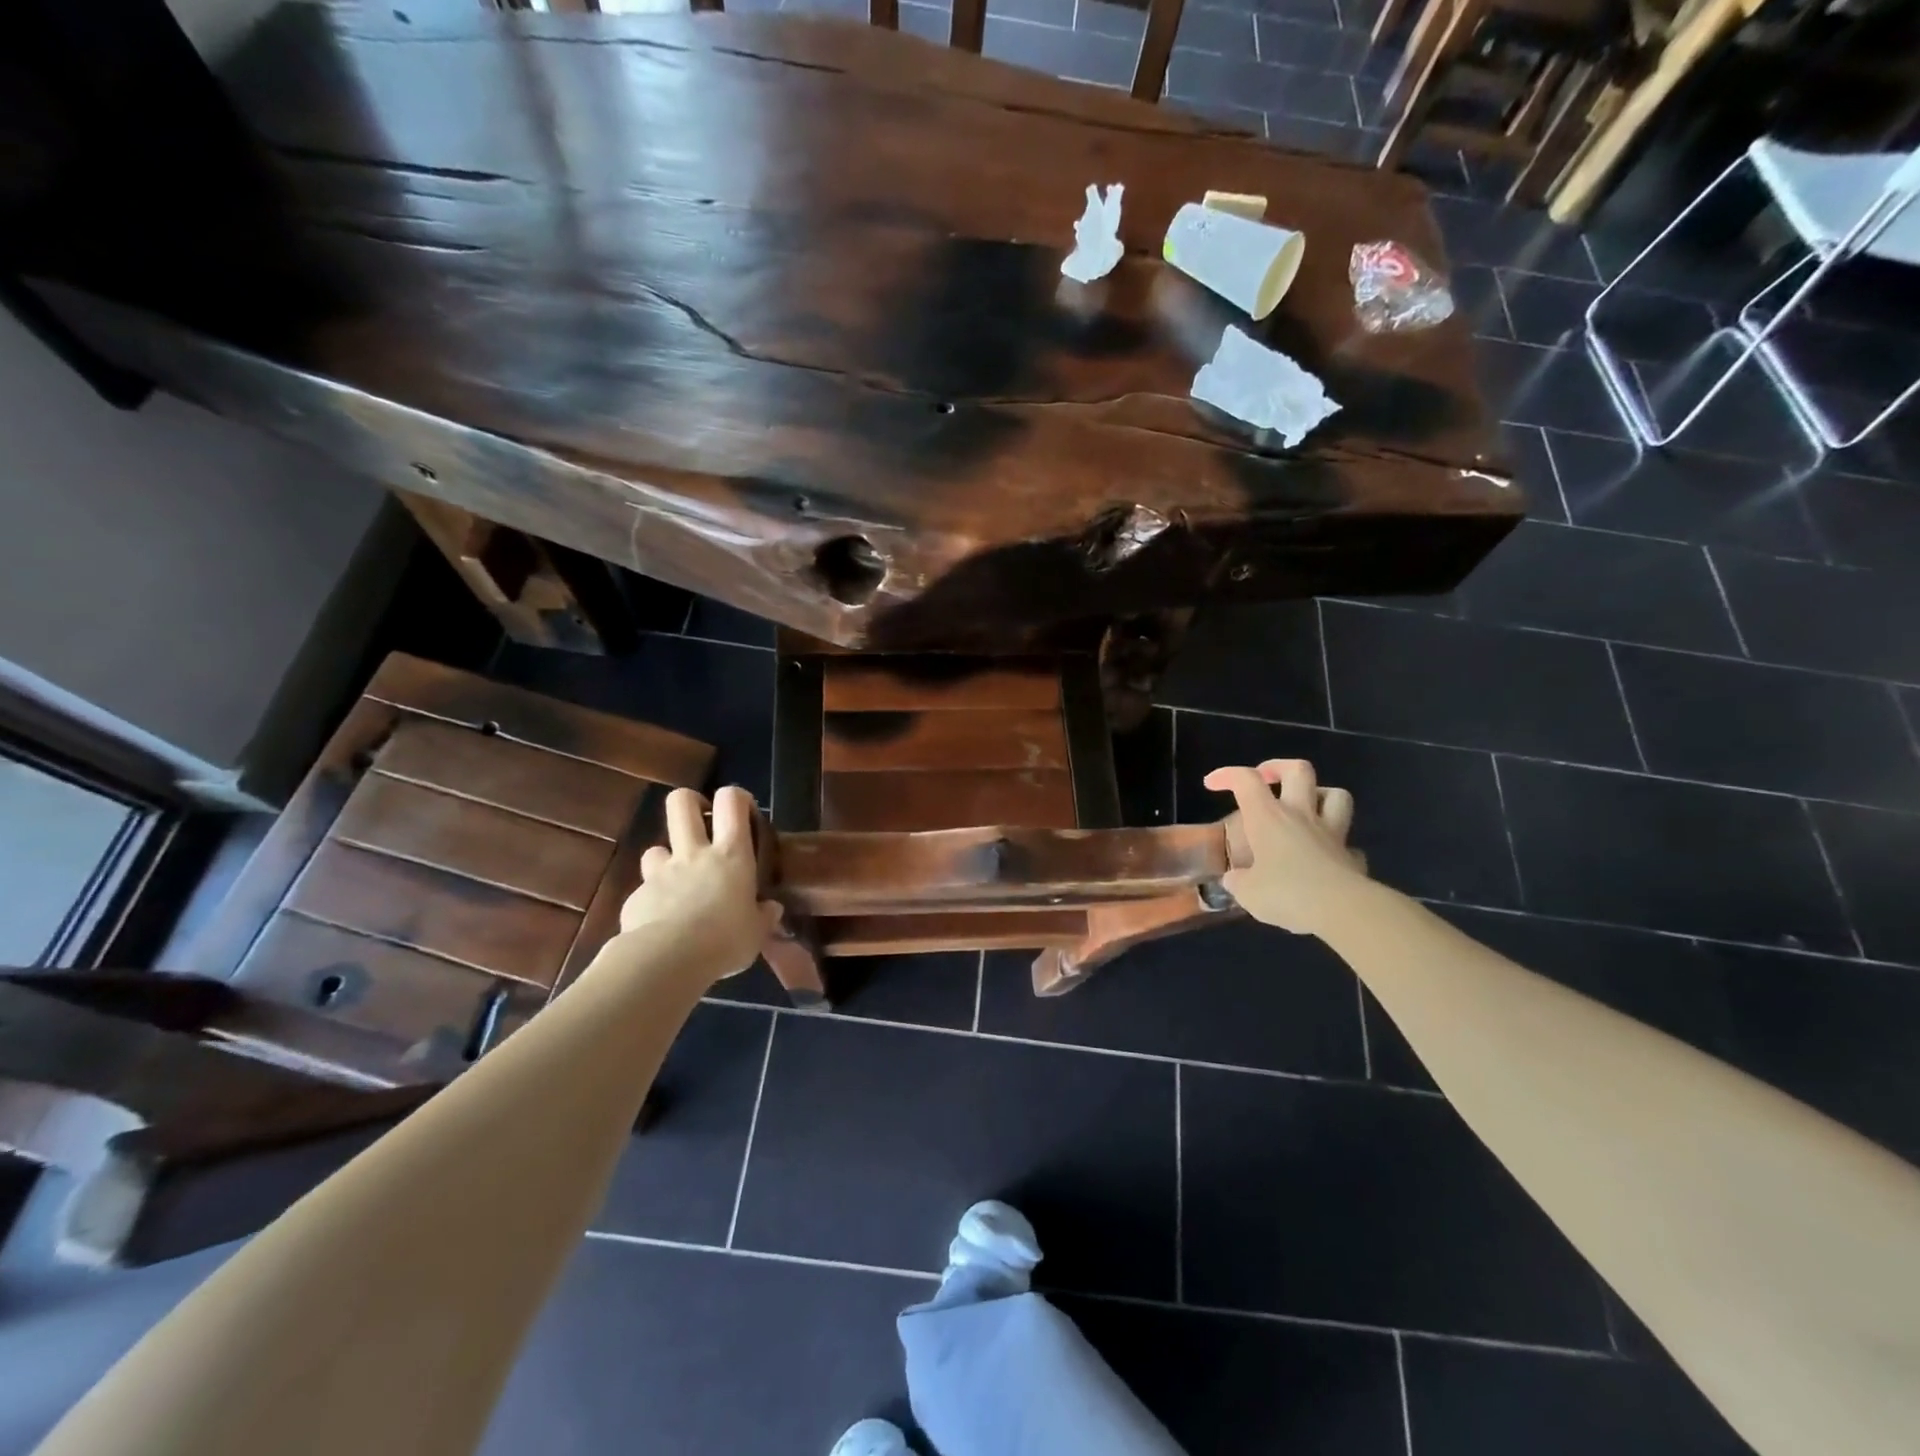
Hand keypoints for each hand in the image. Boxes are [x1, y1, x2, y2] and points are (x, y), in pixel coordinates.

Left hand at [616, 786, 781, 980]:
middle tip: (701, 822)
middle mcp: (694, 854)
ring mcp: (661, 872)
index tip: (743, 811)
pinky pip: (644, 889)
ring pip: (656, 848)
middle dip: (690, 803)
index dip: (736, 797)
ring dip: (667, 859)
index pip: (731, 802)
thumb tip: (771, 909)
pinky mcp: (636, 897)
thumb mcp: (756, 932)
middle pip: (681, 803)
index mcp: (731, 854)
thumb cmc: (724, 940)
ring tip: (679, 883)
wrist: (666, 960)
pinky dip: (653, 900)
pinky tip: (661, 923)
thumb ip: (763, 916)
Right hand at [1204, 759, 1365, 937]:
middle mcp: (1300, 816)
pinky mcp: (1352, 857)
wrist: (1342, 910)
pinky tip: (1326, 856)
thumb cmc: (1286, 893)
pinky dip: (1336, 844)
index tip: (1211, 784)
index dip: (1227, 775)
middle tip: (1265, 779)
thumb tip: (1234, 880)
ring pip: (1336, 795)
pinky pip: (1347, 842)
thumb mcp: (1248, 893)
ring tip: (1304, 807)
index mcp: (1268, 818)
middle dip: (1279, 768)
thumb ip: (1238, 881)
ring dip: (1319, 794)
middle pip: (1298, 770)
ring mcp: (1331, 834)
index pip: (1245, 780)